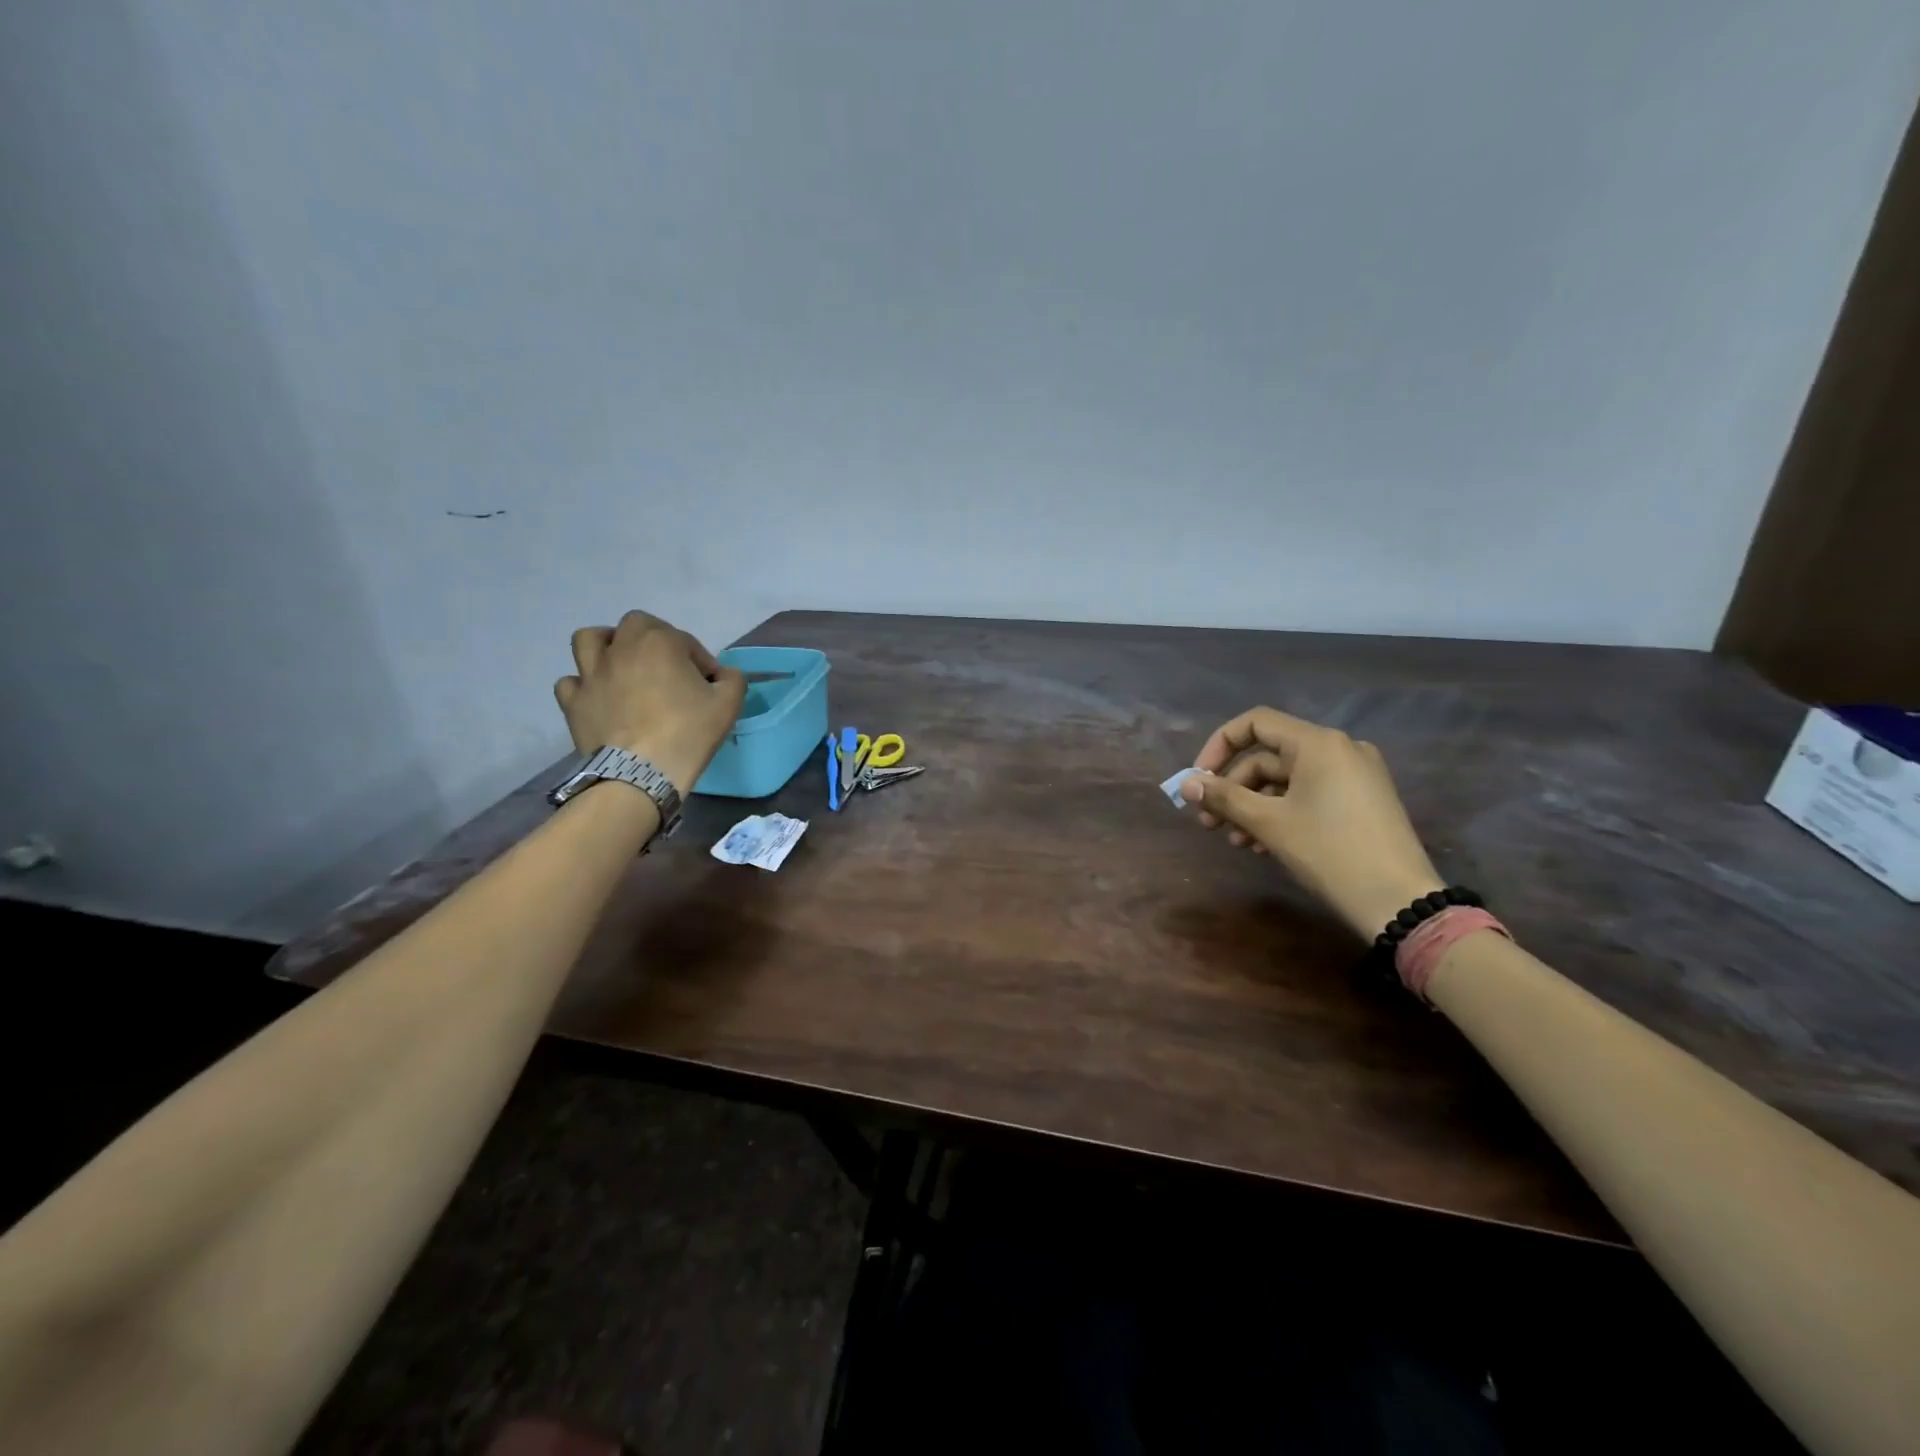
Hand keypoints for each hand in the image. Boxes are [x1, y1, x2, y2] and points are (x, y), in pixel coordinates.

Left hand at [553, 611, 745, 794]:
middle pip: (635, 624)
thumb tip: (724, 675)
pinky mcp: (574, 702)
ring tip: (620, 665)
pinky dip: (583, 685)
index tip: (709, 685)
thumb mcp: (728, 704)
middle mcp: (621, 648)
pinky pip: (570, 682)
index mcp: (660, 642)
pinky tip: (598, 697)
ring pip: (588, 639)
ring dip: (605, 645)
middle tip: (666, 665)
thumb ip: (732, 680)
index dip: (701, 661)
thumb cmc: (688, 733)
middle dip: (652, 638)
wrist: (642, 772)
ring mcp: (591, 674)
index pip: (686, 641)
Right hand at [1181, 707, 1443, 940]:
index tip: (1199, 780)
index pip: (1255, 723)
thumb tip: (1186, 784)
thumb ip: (1224, 797)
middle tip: (1208, 820)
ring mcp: (1355, 775)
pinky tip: (1262, 845)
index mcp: (1318, 743)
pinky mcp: (1362, 801)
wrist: (1399, 902)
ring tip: (1235, 841)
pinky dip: (1281, 812)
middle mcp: (1339, 749)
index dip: (1218, 746)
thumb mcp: (1269, 823)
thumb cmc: (1329, 852)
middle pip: (1268, 756)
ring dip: (1253, 806)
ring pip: (1286, 780)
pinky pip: (1309, 794)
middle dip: (1234, 788)